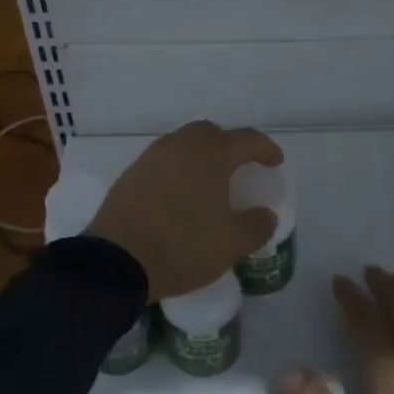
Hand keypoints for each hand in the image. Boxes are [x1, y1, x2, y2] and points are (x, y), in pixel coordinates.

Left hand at [86, 121, 282, 300]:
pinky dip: (178, 169)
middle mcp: (181, 145)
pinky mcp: (131, 174)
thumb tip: (265, 214)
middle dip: (229, 145)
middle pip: (211, 133)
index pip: (246, 139)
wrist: (117, 261)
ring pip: (183, 143)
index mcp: (211, 155)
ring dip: (200, 155)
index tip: (275, 162)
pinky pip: (163, 161)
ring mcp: (152, 157)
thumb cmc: (183, 246)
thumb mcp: (231, 243)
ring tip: (209, 181)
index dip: (265, 149)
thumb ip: (256, 225)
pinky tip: (179, 194)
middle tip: (239, 167)